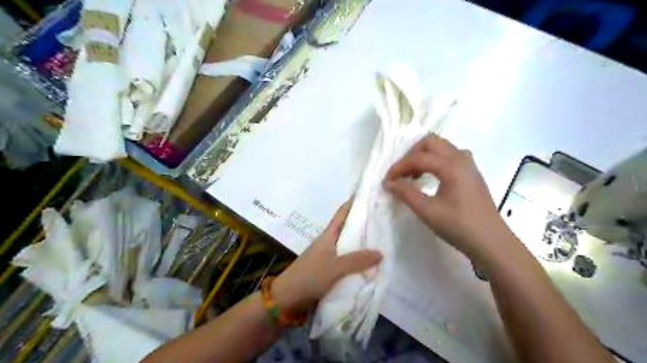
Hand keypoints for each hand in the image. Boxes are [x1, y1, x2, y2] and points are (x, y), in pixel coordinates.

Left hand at [271, 202, 379, 312]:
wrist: (288, 297)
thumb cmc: (310, 276)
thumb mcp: (335, 267)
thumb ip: (357, 260)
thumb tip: (381, 253)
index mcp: (328, 235)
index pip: (342, 213)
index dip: (354, 203)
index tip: (370, 195)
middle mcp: (329, 242)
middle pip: (348, 228)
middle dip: (364, 223)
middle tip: (384, 219)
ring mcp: (329, 256)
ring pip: (349, 245)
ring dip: (362, 243)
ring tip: (383, 240)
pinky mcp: (329, 269)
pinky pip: (347, 260)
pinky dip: (358, 260)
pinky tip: (370, 263)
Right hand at [383, 137, 516, 263]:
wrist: (491, 242)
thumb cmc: (459, 226)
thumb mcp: (427, 211)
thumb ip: (406, 193)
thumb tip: (389, 183)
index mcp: (451, 165)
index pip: (418, 158)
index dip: (399, 167)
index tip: (387, 181)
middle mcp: (461, 158)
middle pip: (430, 142)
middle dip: (411, 154)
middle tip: (401, 173)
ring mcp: (469, 164)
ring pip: (441, 147)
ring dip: (424, 156)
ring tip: (414, 175)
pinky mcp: (472, 173)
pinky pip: (450, 155)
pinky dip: (435, 160)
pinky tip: (431, 178)